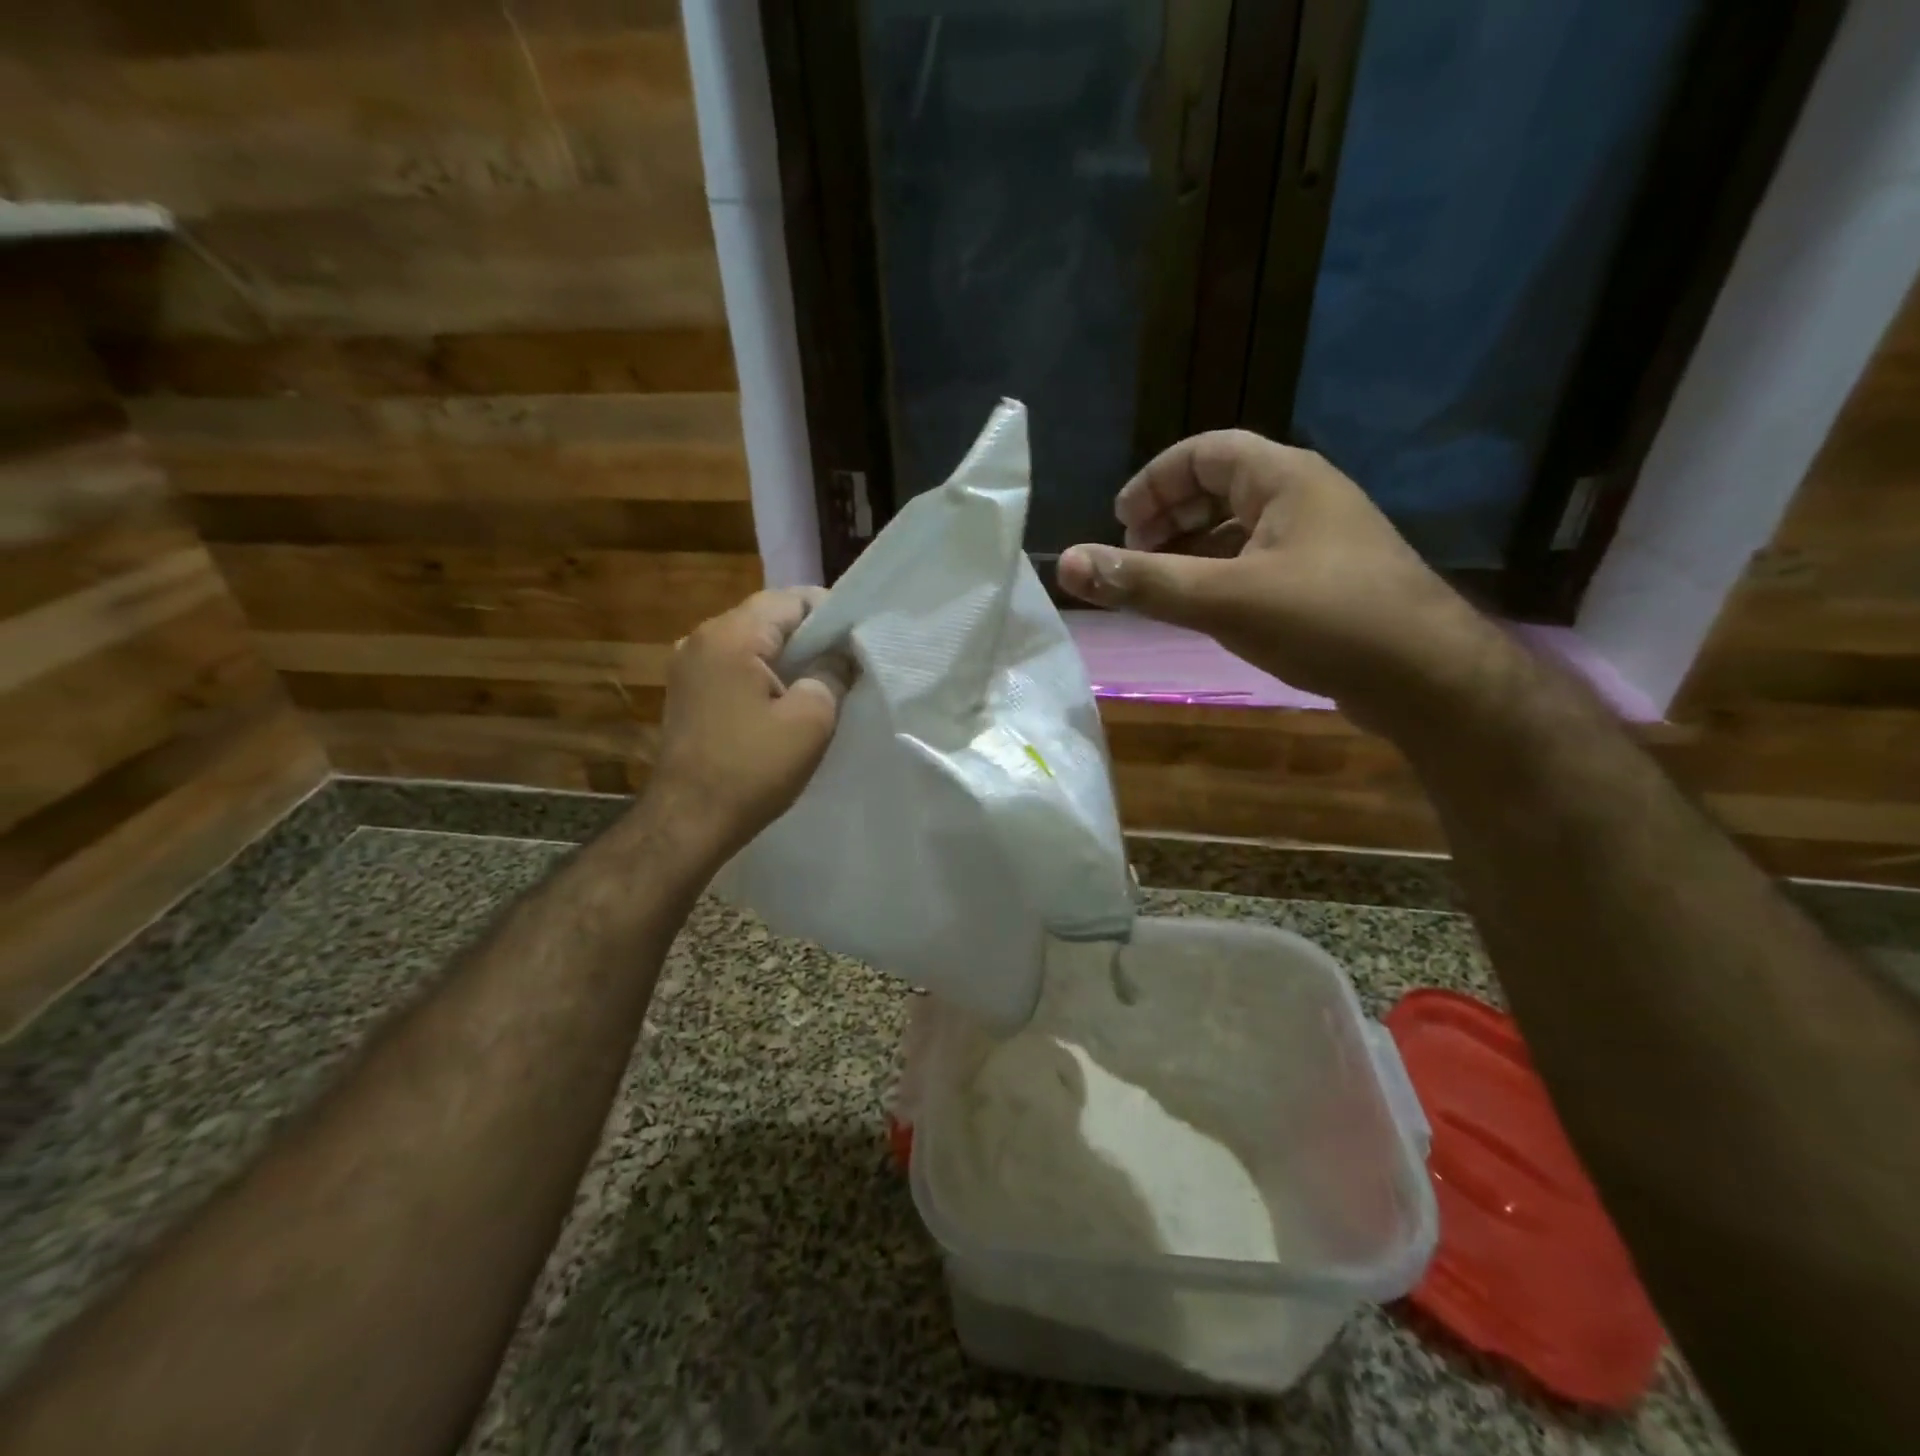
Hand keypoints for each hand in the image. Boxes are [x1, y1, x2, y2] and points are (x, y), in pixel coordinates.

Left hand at [647, 588, 849, 858]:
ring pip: (751, 643)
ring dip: (787, 657)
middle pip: (768, 617)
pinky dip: (763, 675)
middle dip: (811, 636)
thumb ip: (832, 675)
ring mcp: (688, 666)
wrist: (687, 822)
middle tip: (847, 663)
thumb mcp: (810, 720)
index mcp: (731, 635)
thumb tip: (841, 656)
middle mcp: (702, 638)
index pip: (792, 598)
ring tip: (821, 682)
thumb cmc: (751, 769)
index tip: (859, 640)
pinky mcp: (687, 693)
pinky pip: (734, 667)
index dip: (832, 613)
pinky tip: (784, 702)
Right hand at [1056, 430, 1507, 729]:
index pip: (1204, 451)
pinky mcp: (1327, 581)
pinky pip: (1258, 562)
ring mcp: (1320, 540)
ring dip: (1192, 548)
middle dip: (1169, 515)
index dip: (1154, 481)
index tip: (1117, 522)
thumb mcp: (1222, 599)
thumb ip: (1142, 581)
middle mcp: (1305, 497)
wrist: (1428, 678)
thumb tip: (1066, 562)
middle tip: (1132, 554)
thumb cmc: (1325, 620)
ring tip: (1159, 585)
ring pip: (1239, 528)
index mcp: (1284, 478)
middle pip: (1220, 485)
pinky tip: (1206, 609)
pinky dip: (1220, 575)